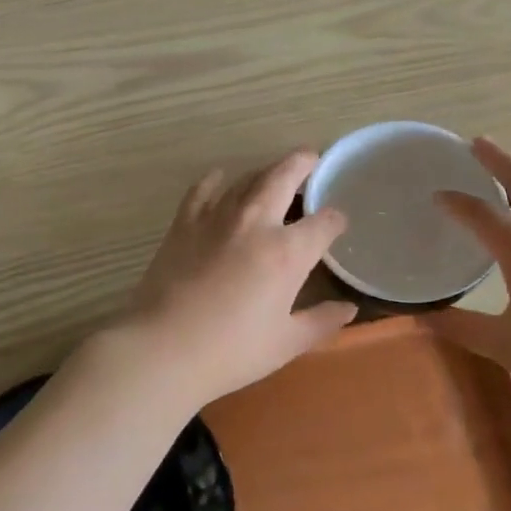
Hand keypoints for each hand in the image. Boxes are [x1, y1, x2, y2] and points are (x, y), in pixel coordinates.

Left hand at [118, 151, 357, 407]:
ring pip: (247, 179)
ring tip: (274, 172)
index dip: (335, 220)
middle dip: (302, 164)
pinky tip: (220, 179)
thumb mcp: (285, 342)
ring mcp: (217, 218)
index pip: (323, 223)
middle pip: (284, 178)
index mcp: (288, 253)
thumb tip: (348, 309)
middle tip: (311, 159)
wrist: (162, 348)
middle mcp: (256, 223)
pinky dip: (216, 180)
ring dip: (265, 171)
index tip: (338, 223)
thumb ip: (321, 321)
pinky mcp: (184, 223)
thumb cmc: (231, 352)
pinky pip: (203, 189)